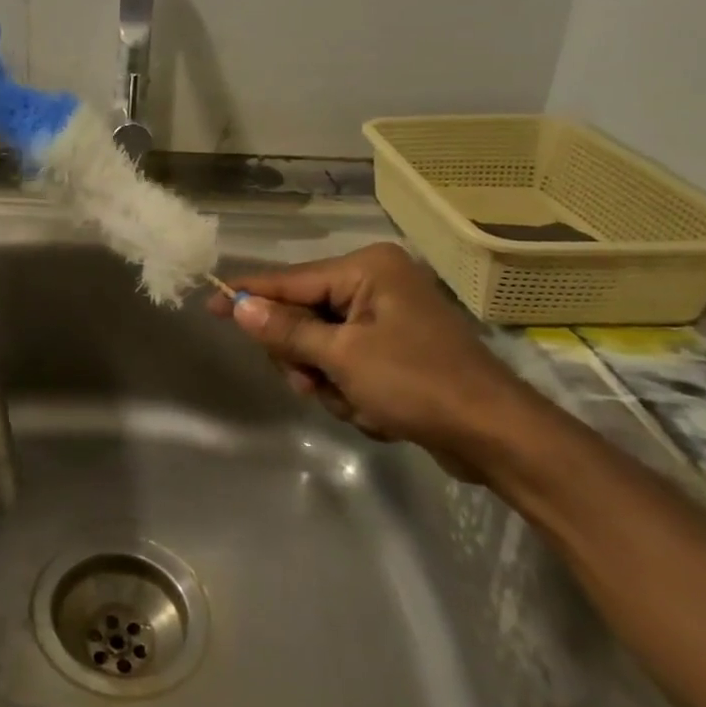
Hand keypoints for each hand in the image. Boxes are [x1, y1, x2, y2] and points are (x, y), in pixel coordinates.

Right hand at [207, 242, 549, 478]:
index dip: (248, 295)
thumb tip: (239, 305)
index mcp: (367, 270)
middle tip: (314, 383)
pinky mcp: (396, 349)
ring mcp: (387, 317)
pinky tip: (375, 411)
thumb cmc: (418, 384)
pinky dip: (350, 391)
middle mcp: (375, 284)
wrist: (497, 437)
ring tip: (356, 402)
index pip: (290, 281)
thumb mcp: (343, 357)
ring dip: (328, 381)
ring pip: (321, 347)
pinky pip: (346, 364)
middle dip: (304, 357)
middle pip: (303, 316)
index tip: (208, 303)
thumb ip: (287, 330)